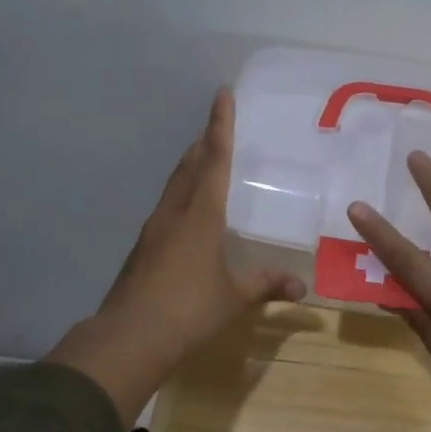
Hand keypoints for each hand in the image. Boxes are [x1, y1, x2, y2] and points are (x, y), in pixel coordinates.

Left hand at [47, 89, 303, 424]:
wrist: (129, 338)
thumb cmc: (189, 310)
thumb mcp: (234, 297)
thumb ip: (266, 284)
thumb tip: (301, 287)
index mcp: (201, 214)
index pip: (215, 158)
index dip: (220, 124)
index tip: (222, 94)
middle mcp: (175, 212)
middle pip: (190, 165)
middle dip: (205, 142)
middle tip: (217, 126)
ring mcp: (154, 229)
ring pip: (175, 185)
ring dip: (190, 166)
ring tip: (205, 160)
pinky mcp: (143, 248)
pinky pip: (167, 206)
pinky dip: (181, 194)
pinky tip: (187, 210)